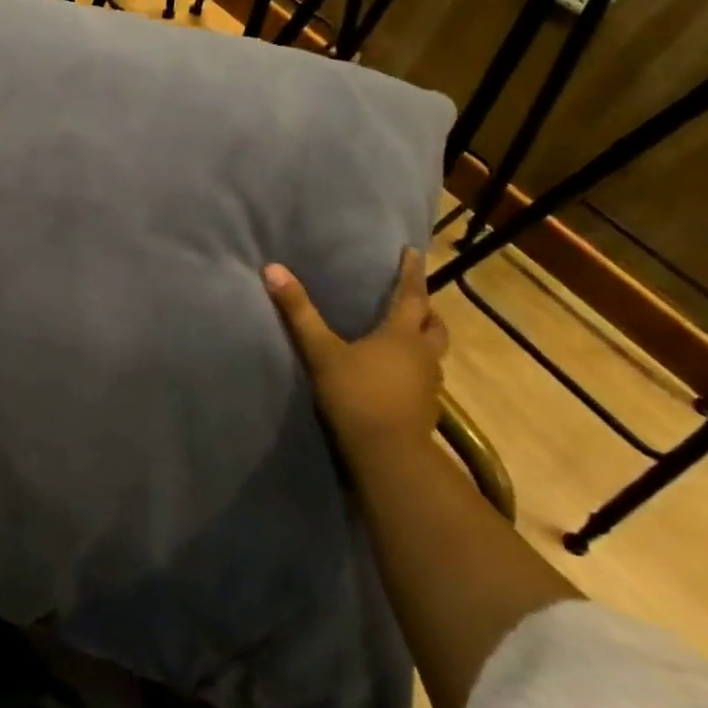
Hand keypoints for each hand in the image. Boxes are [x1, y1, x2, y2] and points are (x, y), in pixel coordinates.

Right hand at [263, 247, 447, 454]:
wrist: (388, 456)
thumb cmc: (356, 395)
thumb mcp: (321, 351)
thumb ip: (299, 312)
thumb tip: (273, 269)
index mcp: (402, 334)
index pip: (412, 295)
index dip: (411, 272)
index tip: (413, 251)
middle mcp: (423, 355)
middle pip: (434, 325)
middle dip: (426, 310)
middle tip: (413, 300)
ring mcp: (429, 385)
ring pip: (433, 353)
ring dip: (423, 340)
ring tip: (404, 336)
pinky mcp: (425, 410)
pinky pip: (425, 378)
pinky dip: (415, 368)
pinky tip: (396, 375)